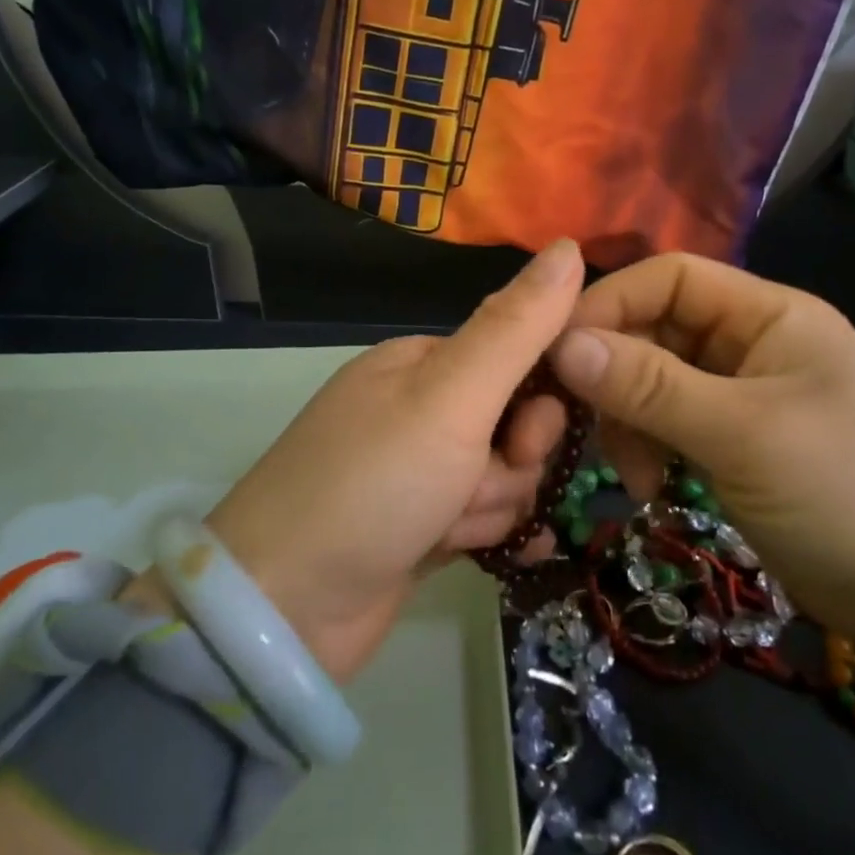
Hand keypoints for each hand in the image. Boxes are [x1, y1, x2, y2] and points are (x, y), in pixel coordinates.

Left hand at [125, 240, 583, 681]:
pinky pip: (486, 518)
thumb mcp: (450, 396)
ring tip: (445, 530)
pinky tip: (505, 554)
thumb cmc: (373, 484)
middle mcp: (422, 408)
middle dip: (508, 466)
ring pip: (504, 478)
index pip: (519, 356)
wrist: (284, 608)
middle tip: (471, 490)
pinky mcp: (420, 526)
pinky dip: (496, 535)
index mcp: (423, 362)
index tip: (526, 439)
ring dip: (491, 508)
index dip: (539, 400)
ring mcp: (419, 471)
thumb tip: (570, 246)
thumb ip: (516, 326)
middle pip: (514, 425)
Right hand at [549, 254, 854, 672]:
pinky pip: (666, 422)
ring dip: (628, 420)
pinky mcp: (729, 439)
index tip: (558, 353)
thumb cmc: (849, 496)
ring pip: (651, 379)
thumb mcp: (743, 435)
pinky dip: (647, 447)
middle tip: (584, 424)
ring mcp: (738, 392)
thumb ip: (651, 386)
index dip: (610, 303)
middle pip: (654, 328)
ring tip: (634, 475)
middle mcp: (749, 341)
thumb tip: (562, 345)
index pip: (669, 277)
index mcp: (768, 313)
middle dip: (615, 375)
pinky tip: (651, 487)